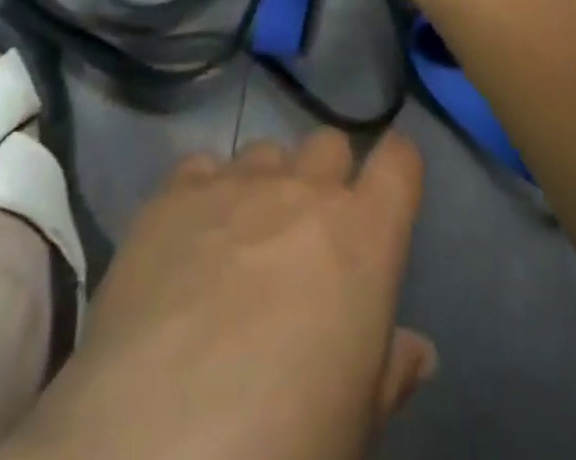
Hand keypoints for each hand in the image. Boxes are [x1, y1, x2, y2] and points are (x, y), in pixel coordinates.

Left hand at [7, 130, 433, 459]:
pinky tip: (190, 241)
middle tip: (309, 234)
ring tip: (243, 239)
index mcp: (364, 235)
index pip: (399, 161)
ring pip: (266, 152)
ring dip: (266, 185)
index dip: (396, 169)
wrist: (159, 440)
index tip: (388, 190)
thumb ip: (390, 370)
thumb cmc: (286, 438)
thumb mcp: (356, 422)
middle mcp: (303, 188)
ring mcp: (235, 182)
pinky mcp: (173, 192)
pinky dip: (206, 193)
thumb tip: (416, 350)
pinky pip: (203, 168)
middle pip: (328, 145)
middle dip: (327, 178)